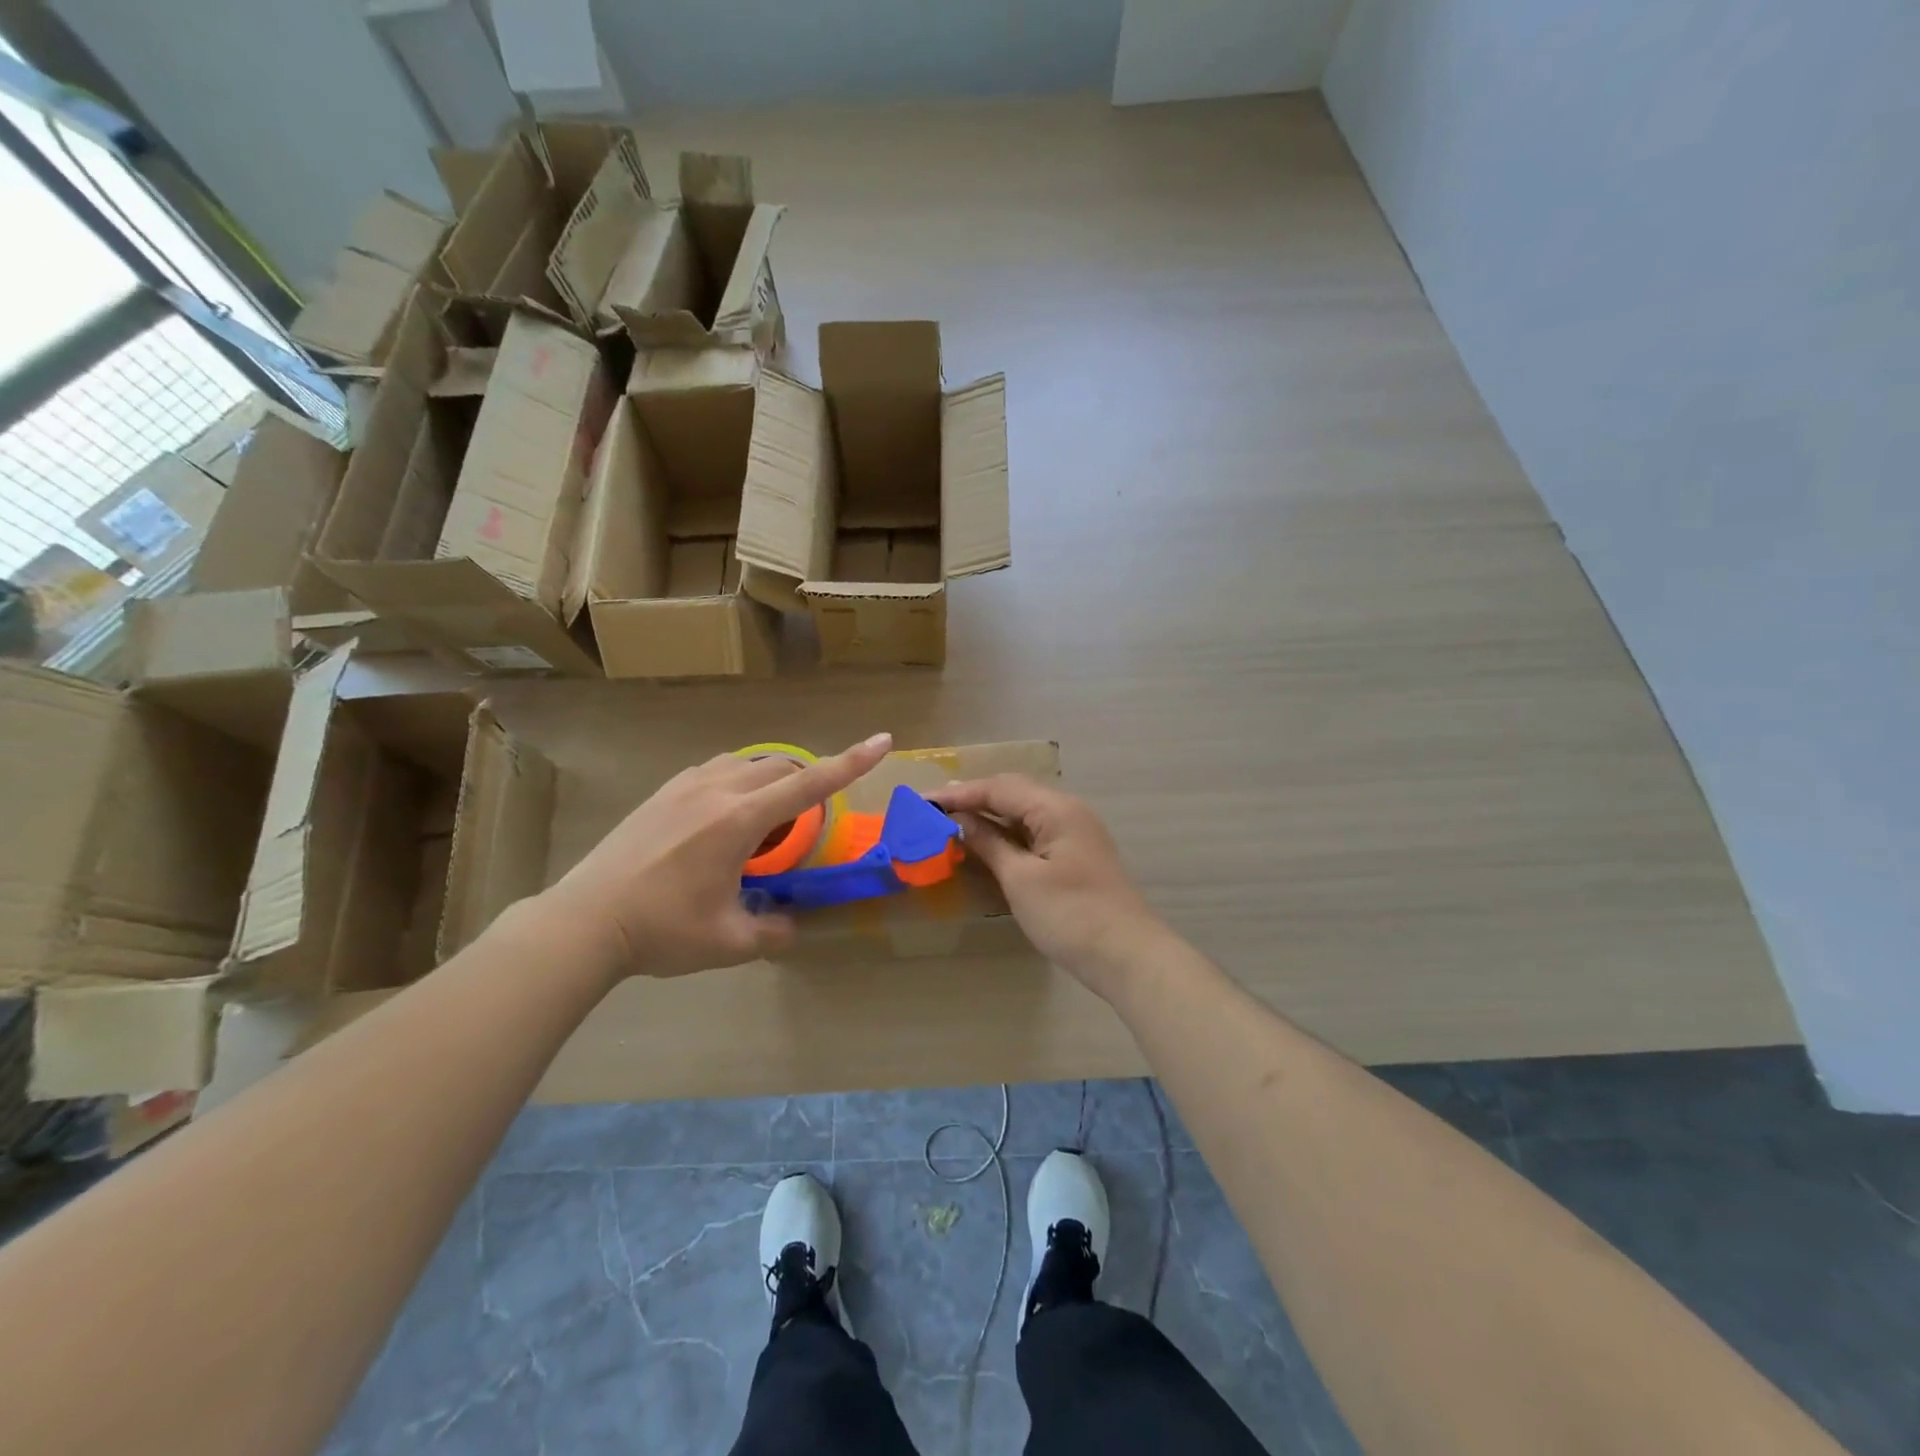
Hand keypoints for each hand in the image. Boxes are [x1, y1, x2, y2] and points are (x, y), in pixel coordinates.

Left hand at [540, 734, 893, 979]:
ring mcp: (685, 786)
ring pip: (746, 763)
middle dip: (807, 780)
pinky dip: (737, 781)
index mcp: (740, 820)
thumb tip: (791, 926)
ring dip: (770, 779)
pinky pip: (716, 770)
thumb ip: (773, 933)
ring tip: (766, 818)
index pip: (809, 784)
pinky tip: (723, 814)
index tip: (882, 741)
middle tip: (806, 822)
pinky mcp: (662, 793)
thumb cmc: (662, 930)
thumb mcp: (729, 942)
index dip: (851, 762)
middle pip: (780, 766)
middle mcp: (717, 790)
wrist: (585, 921)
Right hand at [927, 776, 1167, 996]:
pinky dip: (1008, 833)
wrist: (1127, 956)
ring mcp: (1076, 832)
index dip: (960, 793)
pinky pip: (1036, 831)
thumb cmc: (1070, 915)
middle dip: (974, 798)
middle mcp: (1068, 810)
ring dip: (990, 815)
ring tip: (953, 822)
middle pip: (1014, 793)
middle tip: (934, 807)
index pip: (999, 788)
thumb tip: (960, 820)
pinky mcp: (1077, 854)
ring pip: (1025, 811)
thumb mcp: (1021, 880)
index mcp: (1056, 809)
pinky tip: (988, 843)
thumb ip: (989, 844)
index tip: (924, 800)